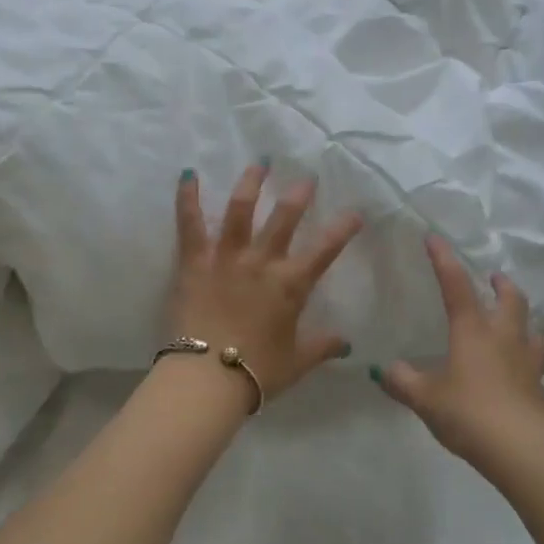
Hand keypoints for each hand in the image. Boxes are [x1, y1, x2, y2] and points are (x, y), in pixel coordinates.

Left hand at [169, 163, 363, 405]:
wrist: (207, 379)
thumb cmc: (256, 372)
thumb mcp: (297, 362)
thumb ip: (322, 346)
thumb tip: (348, 344)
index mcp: (290, 285)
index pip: (324, 250)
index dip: (342, 229)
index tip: (355, 212)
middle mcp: (262, 262)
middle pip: (284, 218)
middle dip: (298, 194)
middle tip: (306, 178)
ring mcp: (227, 257)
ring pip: (241, 210)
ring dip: (251, 183)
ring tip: (259, 164)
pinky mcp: (195, 262)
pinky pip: (190, 224)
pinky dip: (188, 198)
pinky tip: (188, 175)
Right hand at [375, 236, 543, 467]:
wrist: (523, 450)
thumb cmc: (469, 413)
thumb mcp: (426, 399)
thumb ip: (403, 382)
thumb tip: (385, 370)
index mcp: (472, 330)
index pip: (455, 284)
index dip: (443, 259)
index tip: (434, 238)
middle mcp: (503, 338)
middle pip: (511, 300)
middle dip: (501, 285)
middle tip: (494, 278)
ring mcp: (527, 363)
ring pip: (533, 331)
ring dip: (524, 321)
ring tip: (516, 323)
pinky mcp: (540, 390)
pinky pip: (537, 364)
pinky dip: (529, 358)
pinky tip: (519, 371)